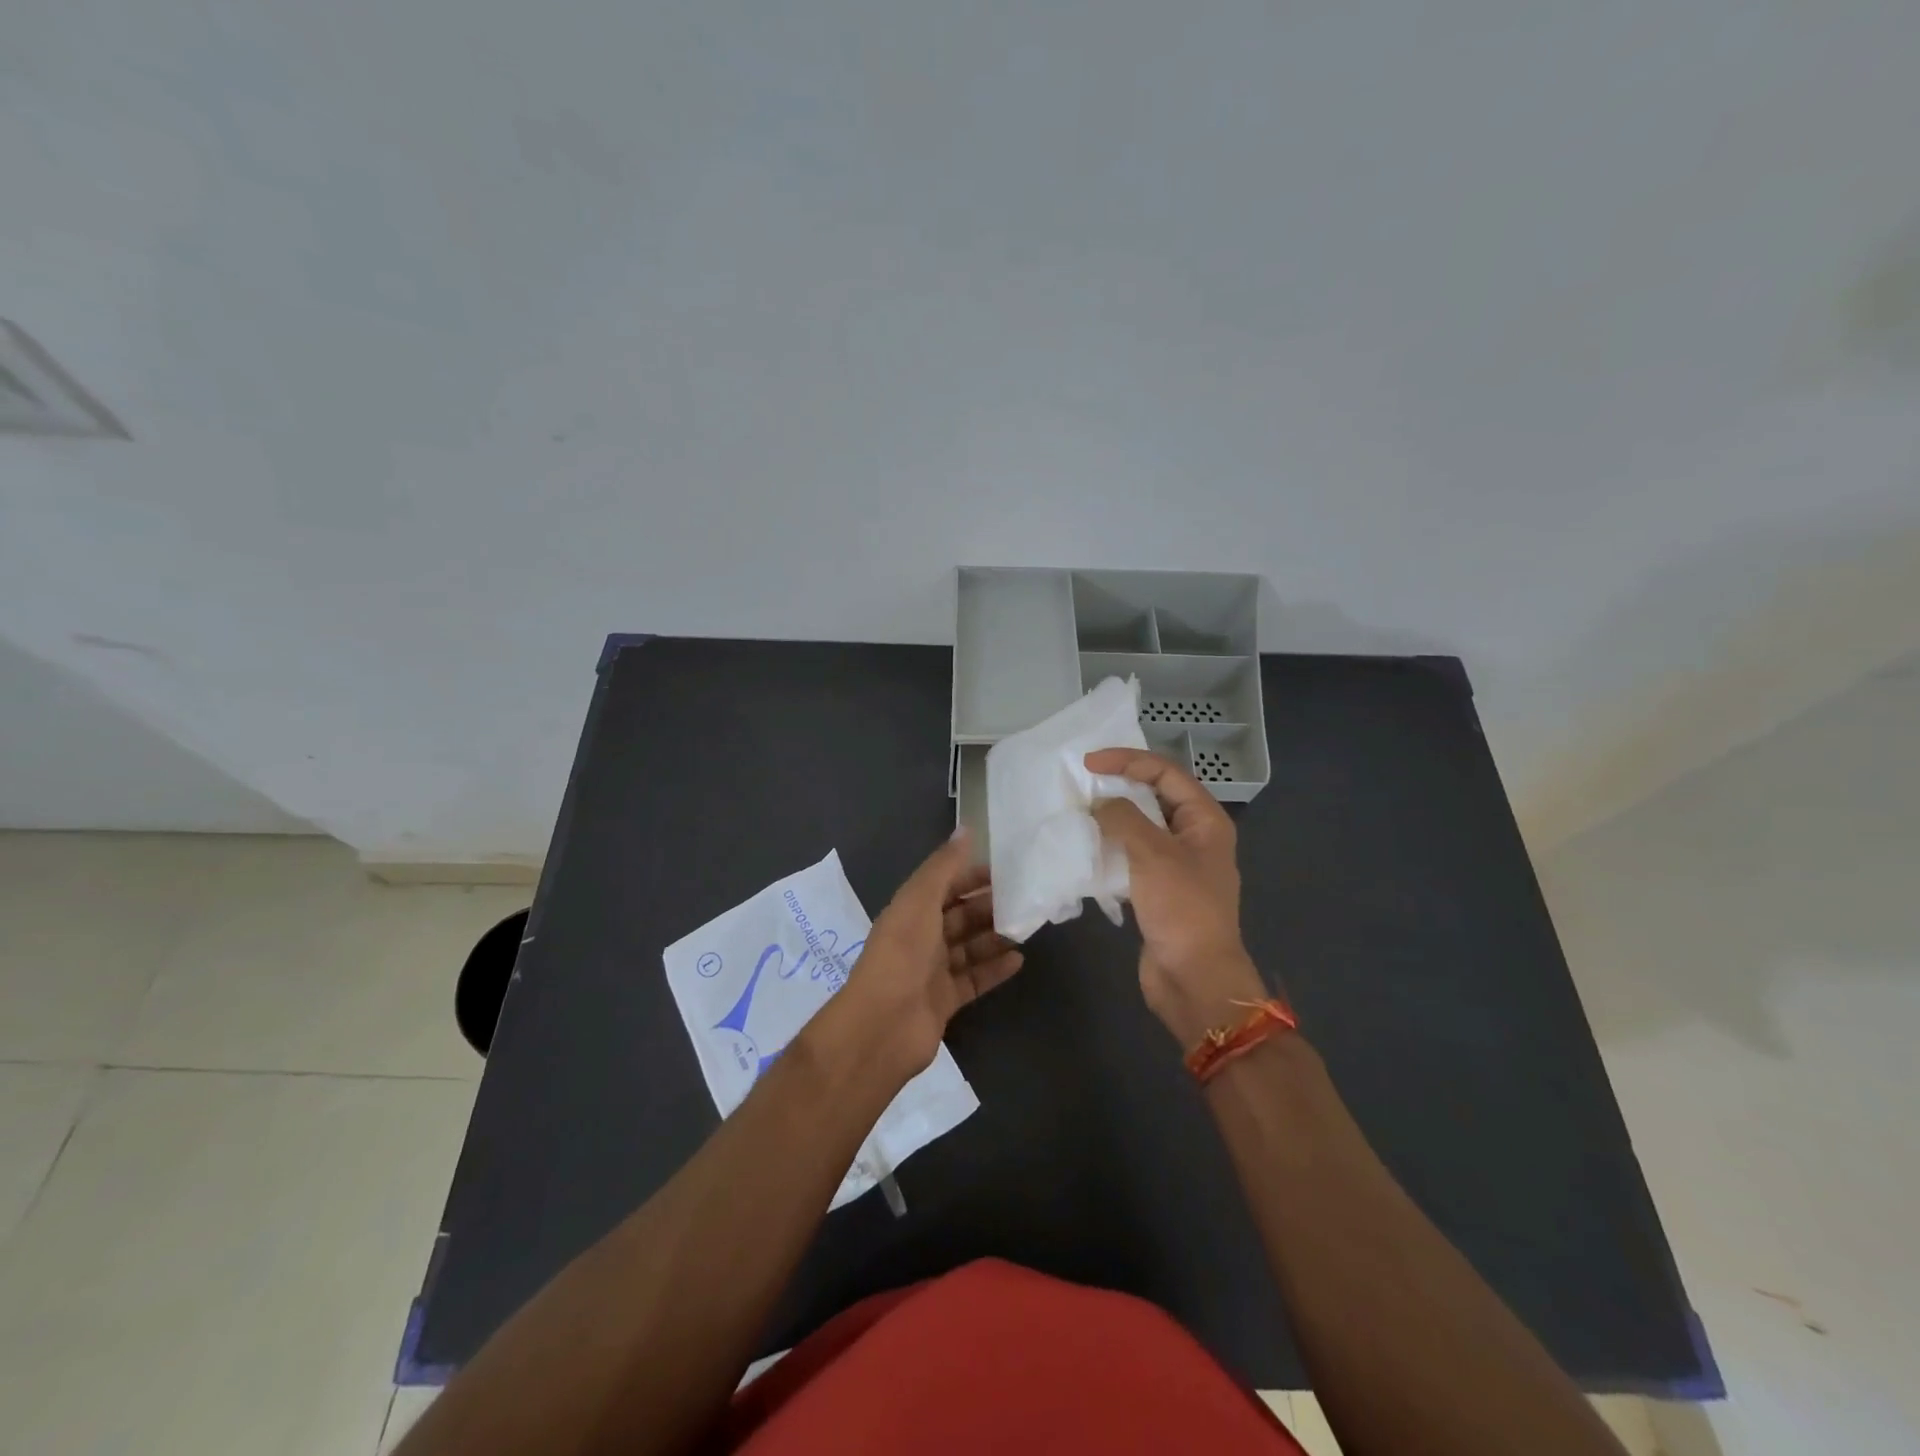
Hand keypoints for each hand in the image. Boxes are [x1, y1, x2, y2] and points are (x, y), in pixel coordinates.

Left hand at [832, 829, 1022, 1080]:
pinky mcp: (945, 1001)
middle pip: (958, 916)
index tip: (1004, 870)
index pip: (943, 885)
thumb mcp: (920, 900)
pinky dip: (994, 969)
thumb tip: (965, 829)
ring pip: (968, 947)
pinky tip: (1019, 960)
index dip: (970, 876)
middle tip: (1023, 900)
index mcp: (910, 910)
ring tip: (1026, 927)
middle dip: (987, 906)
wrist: (883, 1024)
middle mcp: (920, 938)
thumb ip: (944, 866)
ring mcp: (932, 971)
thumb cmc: (902, 953)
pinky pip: (974, 979)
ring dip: (994, 936)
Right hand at [1084, 748, 1266, 1045]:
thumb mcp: (1152, 853)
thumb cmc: (1181, 909)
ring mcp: (1177, 865)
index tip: (1089, 763)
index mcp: (1206, 820)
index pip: (1166, 773)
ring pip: (1142, 827)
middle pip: (1155, 796)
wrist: (1194, 978)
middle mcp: (1194, 837)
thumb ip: (1123, 818)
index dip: (1128, 760)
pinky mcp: (1159, 890)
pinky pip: (1132, 856)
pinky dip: (1111, 847)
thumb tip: (1099, 806)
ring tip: (1079, 811)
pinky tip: (1086, 848)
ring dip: (1113, 817)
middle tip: (1082, 782)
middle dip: (1120, 785)